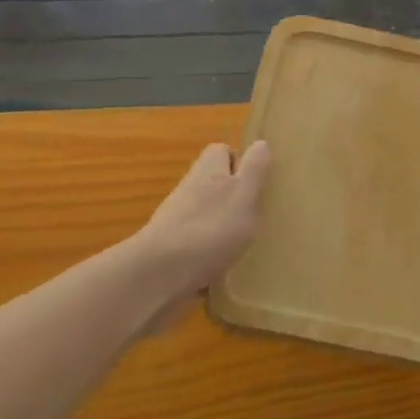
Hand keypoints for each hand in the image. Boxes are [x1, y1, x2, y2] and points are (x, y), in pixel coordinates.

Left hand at [130, 142, 271, 324]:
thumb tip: (261, 143)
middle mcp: (190, 189)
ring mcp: (178, 221)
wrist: (159, 275)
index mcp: (209, 170)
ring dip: (225, 228)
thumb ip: (254, 169)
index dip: (241, 162)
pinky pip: (197, 247)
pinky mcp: (171, 251)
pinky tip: (224, 270)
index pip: (223, 151)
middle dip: (235, 199)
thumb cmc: (210, 228)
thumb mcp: (243, 194)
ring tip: (246, 246)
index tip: (259, 182)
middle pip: (215, 184)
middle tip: (259, 216)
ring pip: (207, 216)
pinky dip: (211, 255)